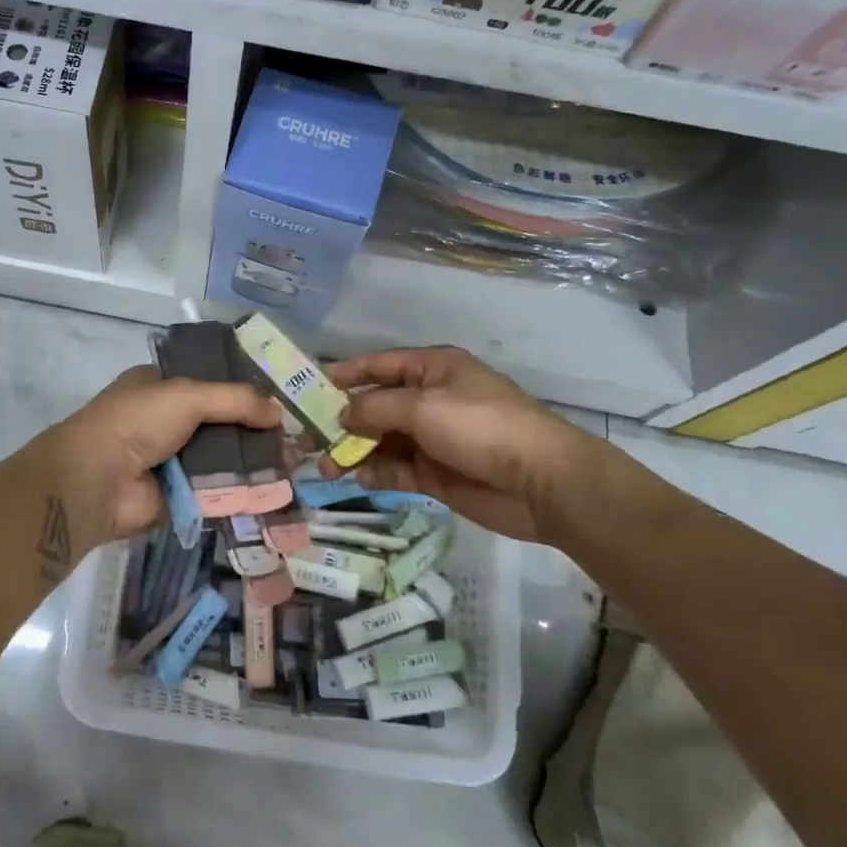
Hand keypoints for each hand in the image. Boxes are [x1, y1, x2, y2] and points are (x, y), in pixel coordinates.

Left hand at [34, 366, 281, 558]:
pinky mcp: (179, 496)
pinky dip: (241, 491)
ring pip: (222, 457)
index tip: (281, 401)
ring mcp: (173, 460)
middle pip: (221, 423)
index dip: (244, 391)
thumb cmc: (137, 421)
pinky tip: (276, 491)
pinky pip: (217, 490)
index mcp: (161, 386)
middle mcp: (167, 420)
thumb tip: (278, 412)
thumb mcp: (188, 395)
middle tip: (295, 440)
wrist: (97, 480)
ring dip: (253, 462)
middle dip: (255, 431)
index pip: (211, 383)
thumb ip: (236, 400)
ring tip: (294, 466)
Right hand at [329, 346, 610, 544]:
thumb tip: (343, 415)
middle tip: (305, 438)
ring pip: (381, 440)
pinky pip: (396, 468)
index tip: (308, 388)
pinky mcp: (436, 473)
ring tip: (324, 466)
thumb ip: (375, 408)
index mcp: (432, 369)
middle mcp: (430, 399)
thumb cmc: (480, 426)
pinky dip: (376, 472)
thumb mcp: (423, 406)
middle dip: (341, 420)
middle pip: (375, 406)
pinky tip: (358, 477)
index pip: (379, 365)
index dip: (344, 374)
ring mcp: (433, 438)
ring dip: (353, 451)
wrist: (541, 481)